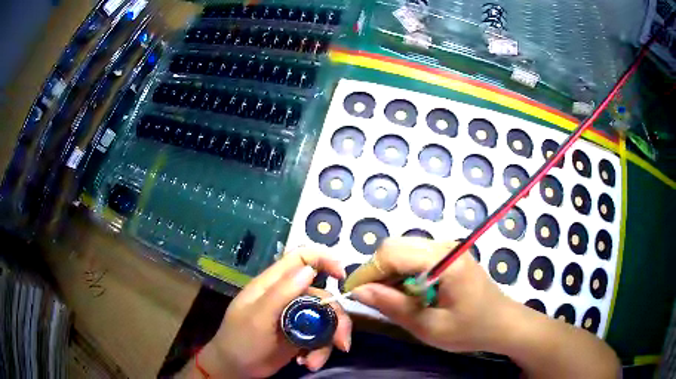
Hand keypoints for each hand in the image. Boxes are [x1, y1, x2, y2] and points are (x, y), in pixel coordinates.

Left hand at [197, 248, 352, 377]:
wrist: (234, 368)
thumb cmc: (240, 339)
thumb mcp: (258, 317)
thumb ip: (281, 293)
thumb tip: (309, 269)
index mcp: (273, 284)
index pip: (301, 258)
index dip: (324, 259)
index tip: (341, 276)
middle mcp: (288, 297)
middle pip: (323, 296)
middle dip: (336, 320)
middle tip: (341, 344)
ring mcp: (296, 317)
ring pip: (326, 320)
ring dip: (327, 343)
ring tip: (314, 363)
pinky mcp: (300, 335)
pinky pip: (321, 338)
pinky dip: (319, 352)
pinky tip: (307, 363)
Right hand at [344, 237, 516, 352]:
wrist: (503, 324)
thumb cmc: (470, 330)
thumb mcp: (429, 326)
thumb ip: (394, 306)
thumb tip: (359, 291)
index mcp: (444, 261)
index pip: (392, 253)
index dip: (368, 272)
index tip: (353, 293)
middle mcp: (445, 246)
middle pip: (395, 246)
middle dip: (376, 271)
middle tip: (372, 298)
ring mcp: (447, 248)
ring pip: (403, 249)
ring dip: (388, 272)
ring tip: (389, 299)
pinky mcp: (448, 254)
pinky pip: (415, 255)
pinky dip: (402, 272)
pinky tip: (406, 292)